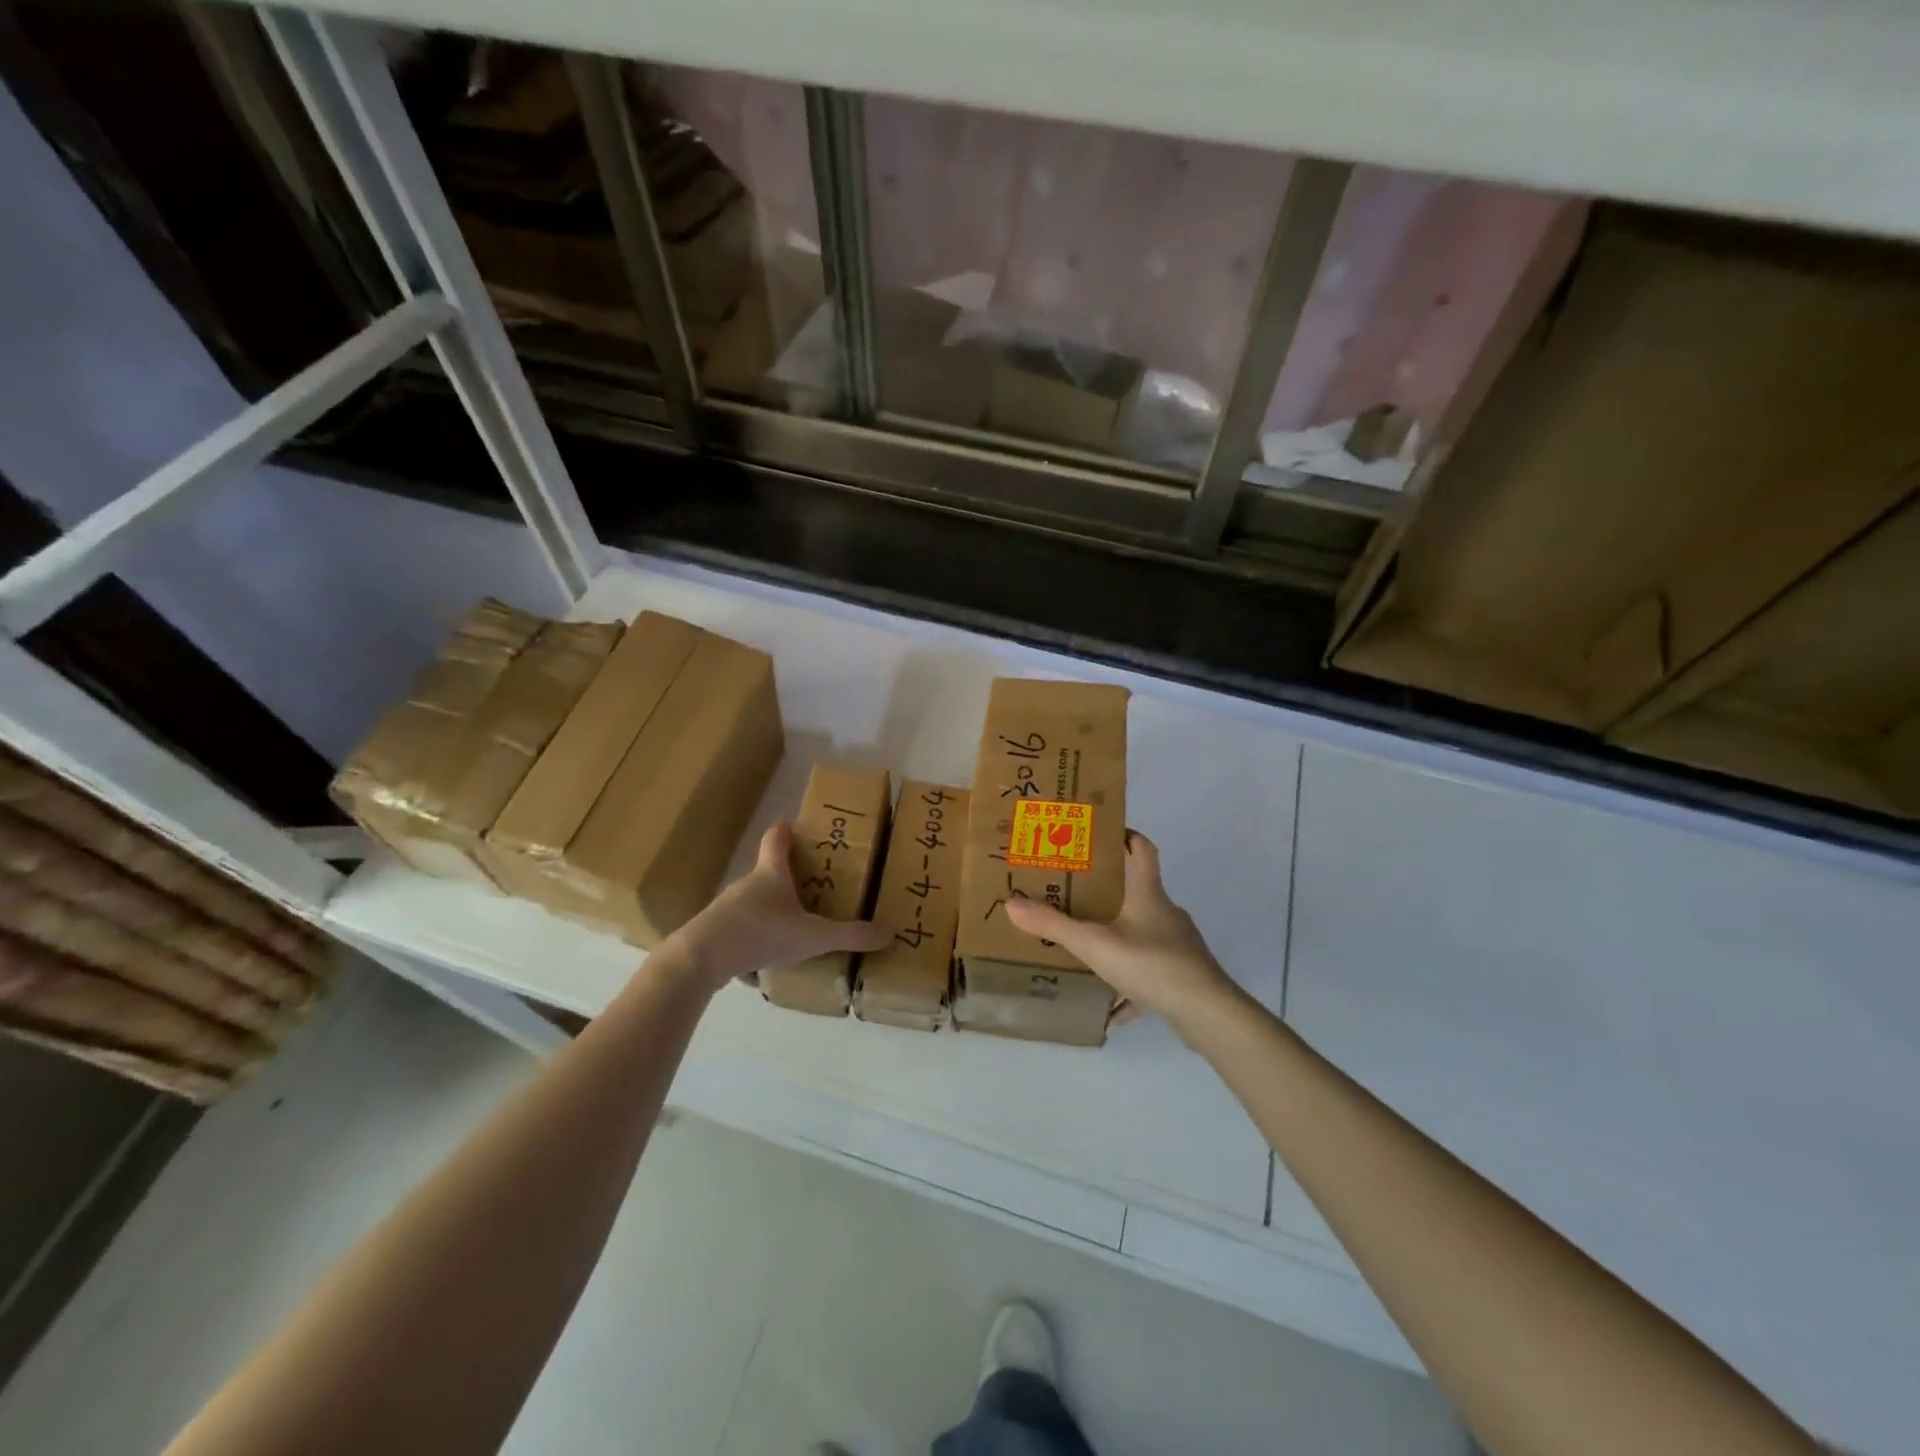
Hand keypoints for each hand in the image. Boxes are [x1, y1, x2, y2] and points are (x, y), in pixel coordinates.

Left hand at [668, 822, 891, 993]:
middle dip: (788, 878)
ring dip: (771, 913)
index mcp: (771, 874)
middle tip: (812, 887)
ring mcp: (727, 909)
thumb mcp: (813, 936)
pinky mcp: (714, 933)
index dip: (786, 830)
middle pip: (767, 872)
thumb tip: (890, 932)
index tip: (796, 826)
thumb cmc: (760, 933)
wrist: (701, 958)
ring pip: (753, 905)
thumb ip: (850, 935)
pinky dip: (753, 943)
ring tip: (793, 930)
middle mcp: (747, 885)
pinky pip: (740, 933)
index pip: (776, 839)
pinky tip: (763, 966)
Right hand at [1005, 830, 1239, 1033]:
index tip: (1100, 832)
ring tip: (1087, 948)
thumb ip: (1053, 924)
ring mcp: (1177, 944)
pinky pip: (1149, 972)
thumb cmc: (1150, 963)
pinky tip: (1112, 1007)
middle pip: (1137, 890)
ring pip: (1142, 932)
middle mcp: (1165, 912)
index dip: (1124, 835)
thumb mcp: (1093, 943)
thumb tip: (1011, 902)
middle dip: (1107, 891)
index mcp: (1147, 892)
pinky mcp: (1182, 974)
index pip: (1141, 848)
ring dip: (1117, 937)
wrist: (1205, 1011)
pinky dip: (1130, 985)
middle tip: (1074, 893)